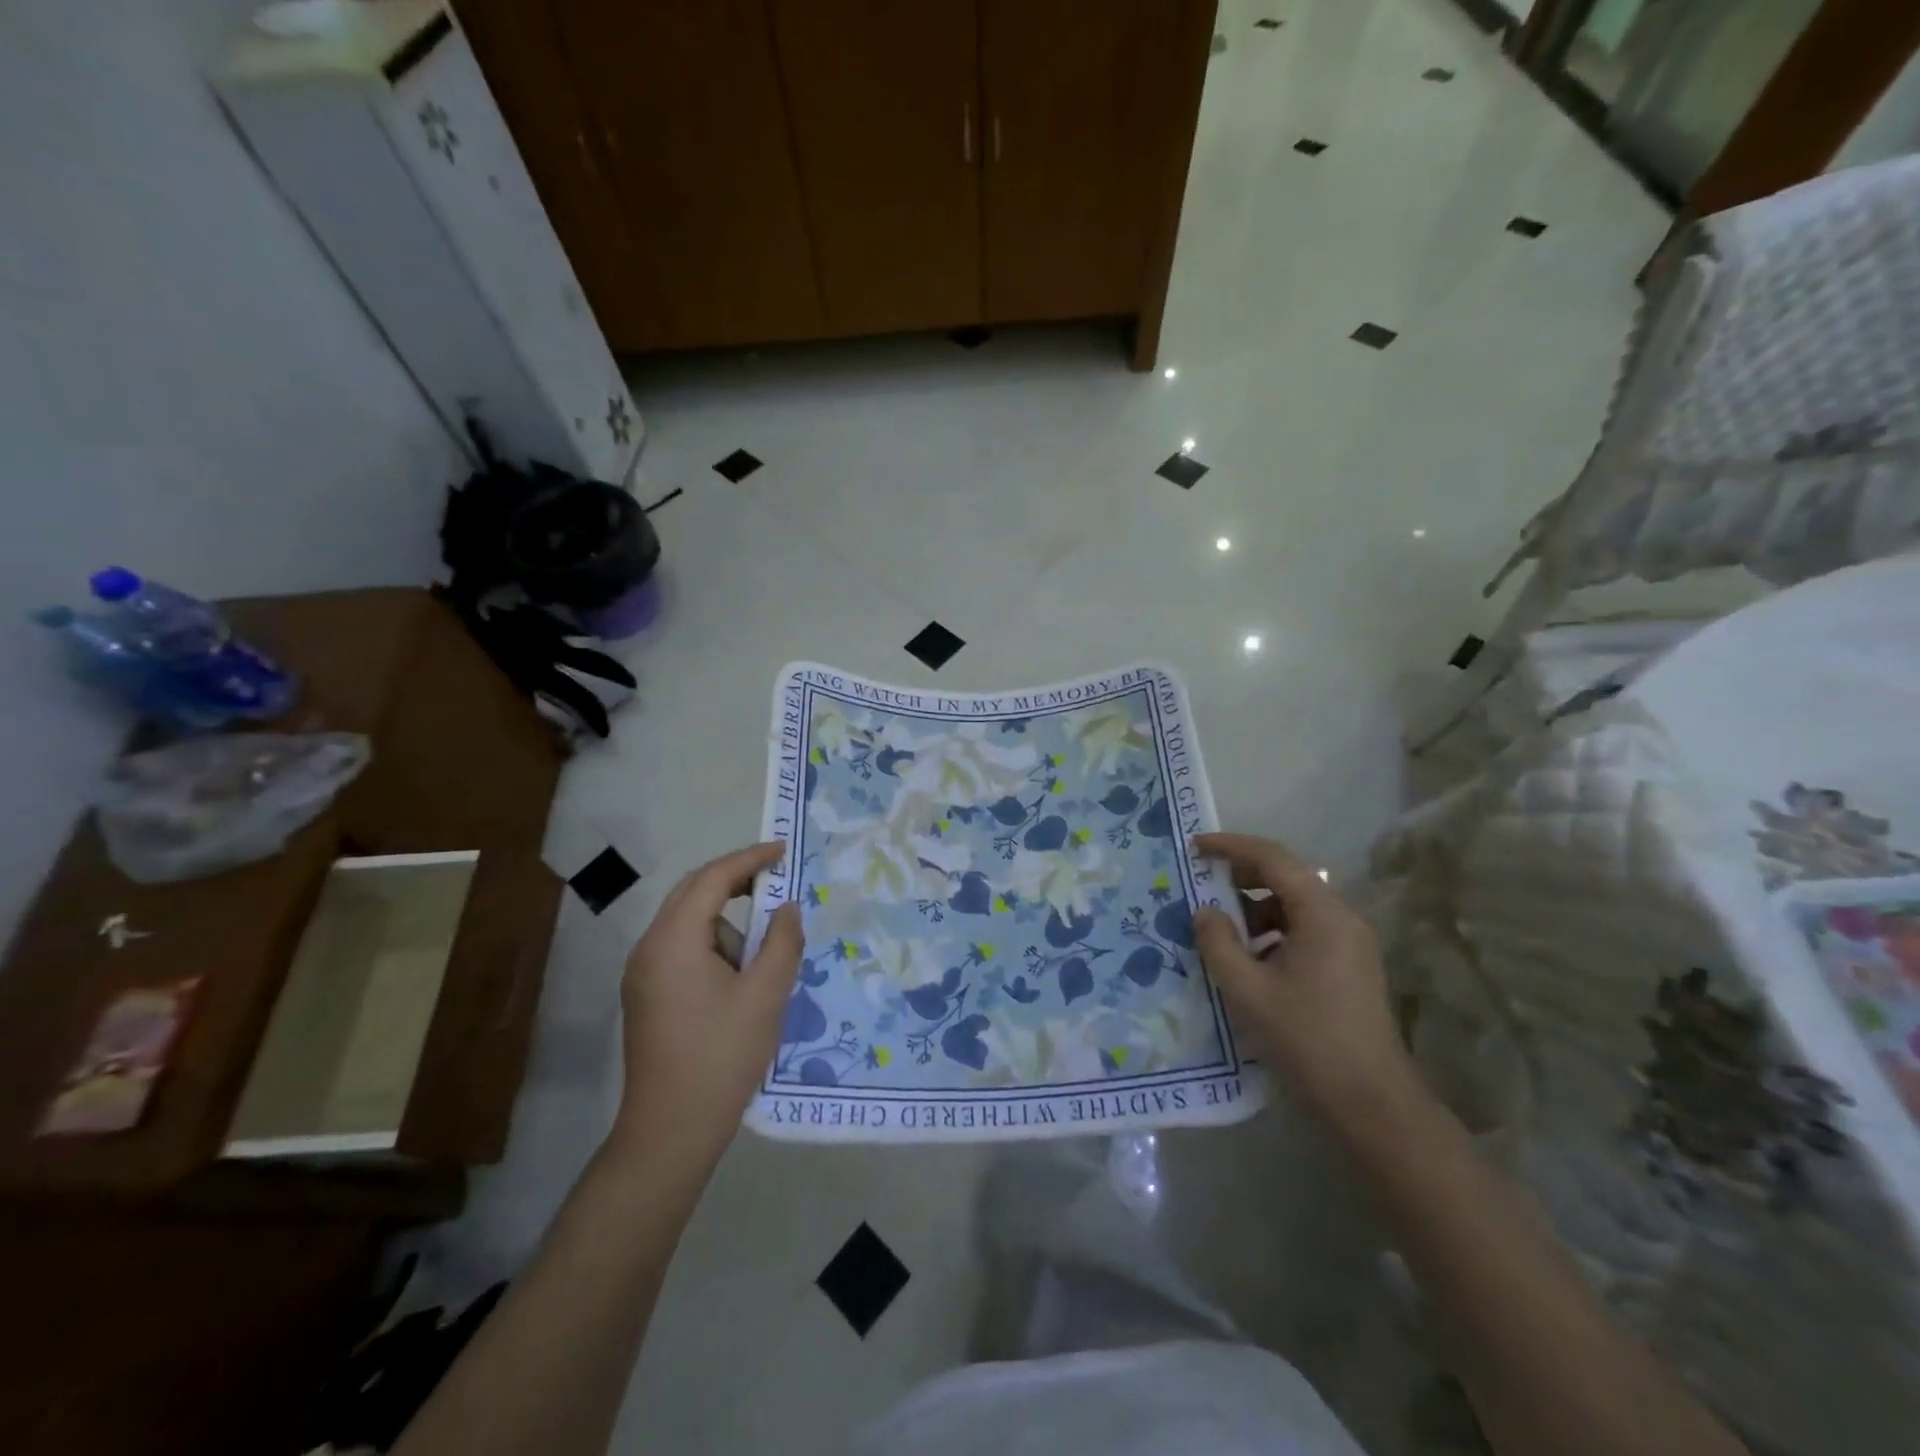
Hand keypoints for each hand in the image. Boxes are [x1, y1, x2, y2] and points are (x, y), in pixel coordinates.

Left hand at [613, 842, 802, 1166]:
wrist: (671, 1131)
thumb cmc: (722, 1056)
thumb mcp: (766, 994)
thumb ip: (783, 941)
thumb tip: (788, 907)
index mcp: (674, 940)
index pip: (713, 879)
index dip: (750, 859)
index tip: (782, 851)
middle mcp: (649, 947)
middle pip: (693, 893)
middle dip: (736, 883)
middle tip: (776, 883)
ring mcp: (642, 972)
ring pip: (689, 924)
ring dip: (727, 926)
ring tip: (760, 966)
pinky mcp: (646, 994)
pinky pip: (682, 949)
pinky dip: (714, 948)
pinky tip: (738, 982)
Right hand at [1192, 832, 1417, 1123]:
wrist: (1370, 1102)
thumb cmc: (1305, 1038)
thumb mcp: (1246, 990)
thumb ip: (1218, 942)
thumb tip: (1205, 912)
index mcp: (1321, 914)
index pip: (1273, 858)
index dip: (1231, 847)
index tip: (1195, 847)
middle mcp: (1341, 918)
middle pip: (1287, 877)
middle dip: (1241, 875)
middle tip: (1201, 884)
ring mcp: (1350, 943)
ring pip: (1295, 905)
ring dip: (1255, 906)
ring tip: (1220, 927)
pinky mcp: (1350, 966)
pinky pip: (1305, 929)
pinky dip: (1272, 931)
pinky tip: (1249, 958)